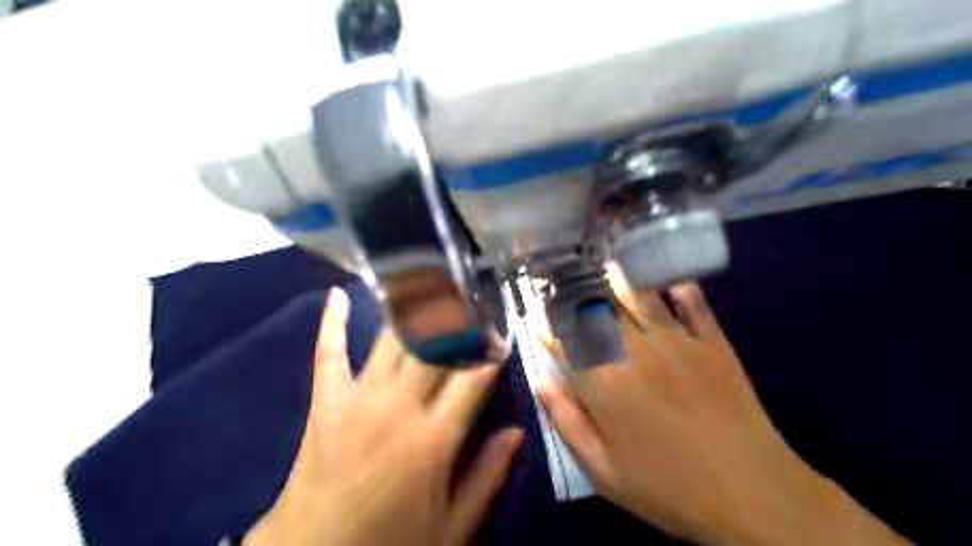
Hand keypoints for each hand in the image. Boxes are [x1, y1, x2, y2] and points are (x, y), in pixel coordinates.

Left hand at [247, 290, 528, 545]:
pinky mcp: (326, 400)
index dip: (492, 348)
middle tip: (472, 289)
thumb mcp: (452, 527)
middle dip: (457, 314)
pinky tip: (338, 292)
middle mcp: (399, 406)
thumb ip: (488, 475)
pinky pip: (329, 352)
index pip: (474, 376)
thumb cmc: (388, 543)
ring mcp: (358, 398)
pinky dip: (332, 321)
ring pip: (391, 339)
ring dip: (413, 306)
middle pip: (436, 345)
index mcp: (434, 438)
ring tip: (430, 278)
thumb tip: (519, 431)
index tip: (503, 328)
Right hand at [539, 271, 911, 545]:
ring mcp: (676, 341)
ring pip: (638, 297)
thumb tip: (540, 382)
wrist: (754, 495)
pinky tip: (666, 276)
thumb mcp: (605, 472)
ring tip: (604, 265)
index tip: (535, 316)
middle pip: (596, 310)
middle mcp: (633, 351)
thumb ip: (567, 421)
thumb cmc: (670, 489)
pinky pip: (691, 303)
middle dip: (575, 293)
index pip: (563, 342)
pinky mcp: (711, 342)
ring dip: (618, 279)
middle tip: (563, 281)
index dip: (545, 326)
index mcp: (602, 383)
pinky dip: (677, 286)